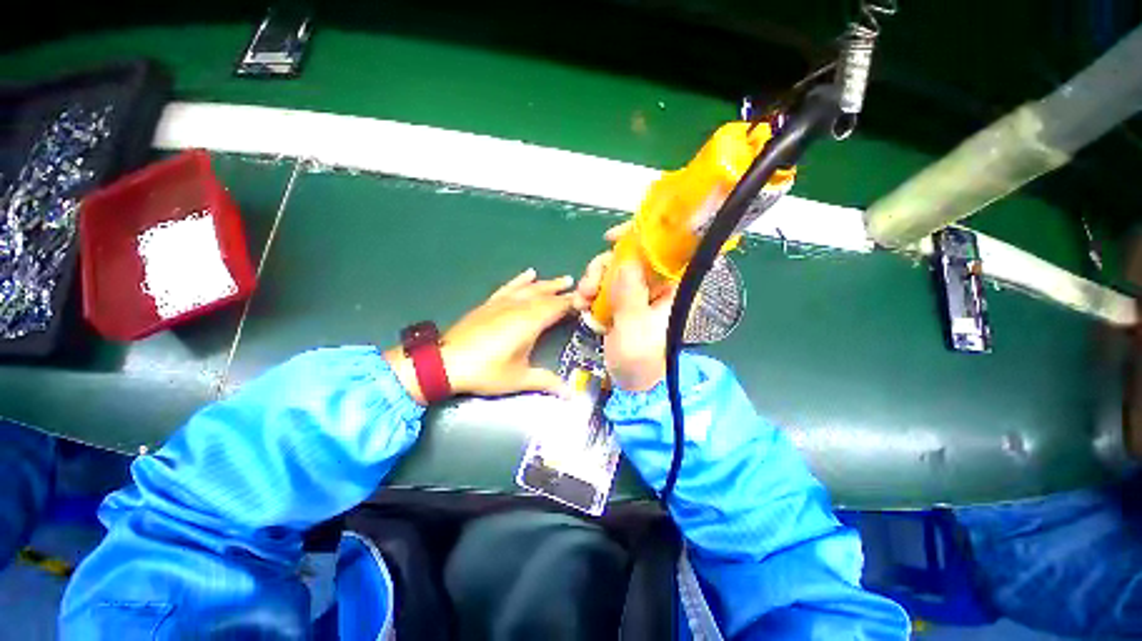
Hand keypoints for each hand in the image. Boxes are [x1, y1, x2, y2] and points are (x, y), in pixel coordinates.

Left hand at [387, 269, 574, 403]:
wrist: (445, 362)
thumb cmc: (486, 371)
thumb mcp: (519, 379)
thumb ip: (547, 382)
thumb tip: (572, 395)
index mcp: (529, 322)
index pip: (557, 307)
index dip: (572, 303)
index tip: (586, 301)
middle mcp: (518, 307)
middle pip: (546, 295)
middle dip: (563, 292)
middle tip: (580, 288)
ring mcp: (502, 303)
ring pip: (530, 289)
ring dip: (547, 284)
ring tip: (562, 280)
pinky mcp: (489, 304)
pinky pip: (509, 287)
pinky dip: (520, 280)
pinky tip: (529, 273)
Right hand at [575, 223, 676, 392]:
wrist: (632, 383)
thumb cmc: (640, 357)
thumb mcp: (634, 326)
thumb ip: (630, 293)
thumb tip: (625, 260)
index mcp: (671, 288)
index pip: (661, 250)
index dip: (638, 237)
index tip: (610, 238)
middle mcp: (655, 286)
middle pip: (629, 258)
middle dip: (603, 268)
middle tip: (588, 286)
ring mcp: (636, 295)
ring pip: (613, 272)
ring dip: (593, 282)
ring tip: (581, 301)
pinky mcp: (621, 303)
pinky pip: (604, 287)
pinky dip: (590, 293)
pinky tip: (580, 306)